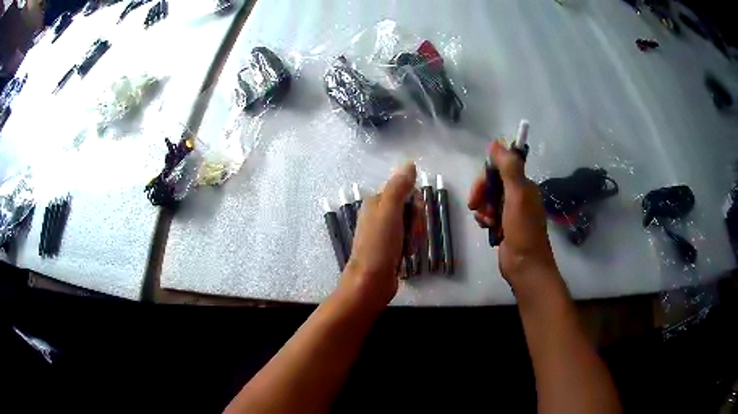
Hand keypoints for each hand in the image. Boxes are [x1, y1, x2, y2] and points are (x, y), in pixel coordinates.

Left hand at [341, 162, 420, 308]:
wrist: (371, 282)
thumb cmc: (379, 245)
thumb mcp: (389, 211)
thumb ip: (399, 187)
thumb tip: (410, 163)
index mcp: (376, 203)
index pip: (407, 193)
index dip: (416, 207)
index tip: (413, 219)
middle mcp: (379, 215)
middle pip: (411, 210)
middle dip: (416, 224)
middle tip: (410, 238)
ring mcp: (385, 233)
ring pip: (412, 226)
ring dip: (415, 238)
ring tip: (407, 250)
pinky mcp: (390, 248)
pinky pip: (408, 240)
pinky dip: (410, 247)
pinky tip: (405, 257)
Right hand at [468, 141, 557, 286]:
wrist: (525, 265)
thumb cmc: (523, 230)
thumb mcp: (517, 196)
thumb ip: (509, 169)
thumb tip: (495, 143)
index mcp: (524, 185)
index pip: (501, 168)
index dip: (487, 174)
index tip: (481, 186)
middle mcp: (518, 195)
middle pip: (492, 183)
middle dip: (482, 193)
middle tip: (475, 204)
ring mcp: (510, 212)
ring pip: (488, 199)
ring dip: (483, 208)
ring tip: (486, 221)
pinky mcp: (503, 226)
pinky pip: (488, 214)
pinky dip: (484, 219)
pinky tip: (486, 227)